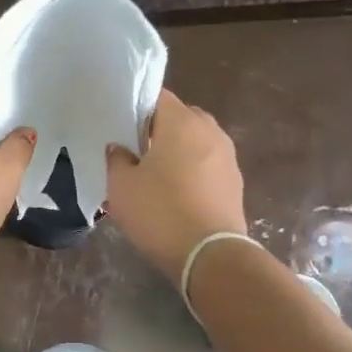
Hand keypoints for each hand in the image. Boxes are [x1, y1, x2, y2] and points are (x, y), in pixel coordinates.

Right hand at [105, 90, 246, 280]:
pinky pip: (206, 166)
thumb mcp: (121, 186)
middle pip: (178, 118)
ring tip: (154, 177)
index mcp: (181, 121)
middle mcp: (209, 130)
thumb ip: (116, 159)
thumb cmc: (159, 212)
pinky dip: (191, 173)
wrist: (209, 255)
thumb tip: (121, 148)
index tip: (119, 127)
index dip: (135, 108)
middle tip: (134, 153)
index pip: (156, 96)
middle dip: (157, 131)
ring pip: (194, 143)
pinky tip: (175, 196)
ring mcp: (227, 156)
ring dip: (176, 153)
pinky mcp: (235, 182)